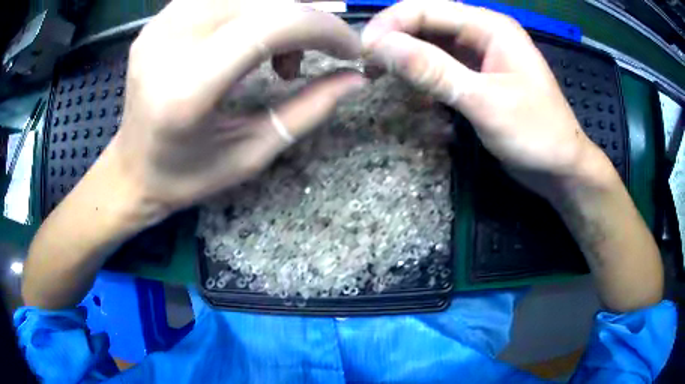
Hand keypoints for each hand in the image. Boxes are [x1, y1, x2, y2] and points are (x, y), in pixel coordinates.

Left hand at [108, 0, 365, 216]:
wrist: (130, 170)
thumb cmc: (185, 176)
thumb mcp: (251, 154)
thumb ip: (308, 111)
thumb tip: (356, 78)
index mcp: (186, 90)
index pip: (270, 26)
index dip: (323, 28)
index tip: (349, 49)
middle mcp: (167, 44)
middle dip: (305, 17)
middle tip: (310, 55)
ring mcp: (158, 26)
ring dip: (278, 11)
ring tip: (278, 51)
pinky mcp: (157, 20)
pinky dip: (251, 9)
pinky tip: (249, 36)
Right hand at [361, 0, 610, 196]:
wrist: (560, 167)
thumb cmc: (535, 133)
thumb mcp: (483, 101)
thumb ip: (432, 70)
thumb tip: (379, 46)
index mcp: (489, 26)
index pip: (426, 9)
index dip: (389, 25)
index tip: (361, 52)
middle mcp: (482, 33)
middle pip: (426, 24)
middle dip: (395, 41)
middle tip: (367, 68)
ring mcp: (480, 55)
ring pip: (431, 45)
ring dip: (407, 60)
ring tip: (381, 79)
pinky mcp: (478, 77)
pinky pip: (441, 66)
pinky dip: (424, 77)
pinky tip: (415, 94)